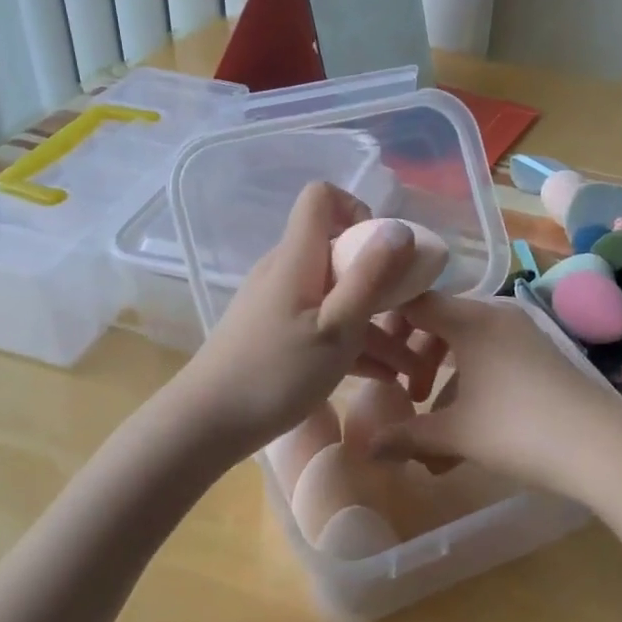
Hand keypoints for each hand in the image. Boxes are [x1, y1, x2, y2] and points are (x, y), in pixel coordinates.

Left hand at [169, 182, 427, 458]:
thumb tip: (400, 227)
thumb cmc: (277, 373)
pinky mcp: (277, 333)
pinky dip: (353, 342)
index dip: (357, 210)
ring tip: (412, 366)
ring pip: (336, 296)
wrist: (207, 423)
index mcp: (298, 257)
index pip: (321, 198)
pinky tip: (385, 377)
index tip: (383, 252)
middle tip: (413, 316)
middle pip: (339, 252)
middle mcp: (287, 270)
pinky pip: (323, 323)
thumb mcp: (337, 326)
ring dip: (375, 323)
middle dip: (382, 280)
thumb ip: (371, 276)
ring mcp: (280, 303)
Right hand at [366, 293, 621, 506]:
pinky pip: (490, 357)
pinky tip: (465, 431)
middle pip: (439, 322)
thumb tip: (365, 447)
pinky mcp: (540, 355)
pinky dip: (471, 384)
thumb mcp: (456, 434)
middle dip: (414, 358)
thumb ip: (406, 436)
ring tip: (429, 426)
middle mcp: (496, 313)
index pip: (414, 300)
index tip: (366, 345)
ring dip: (442, 379)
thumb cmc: (518, 430)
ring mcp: (522, 333)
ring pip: (465, 344)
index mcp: (470, 318)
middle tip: (401, 392)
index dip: (385, 318)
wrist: (603, 449)